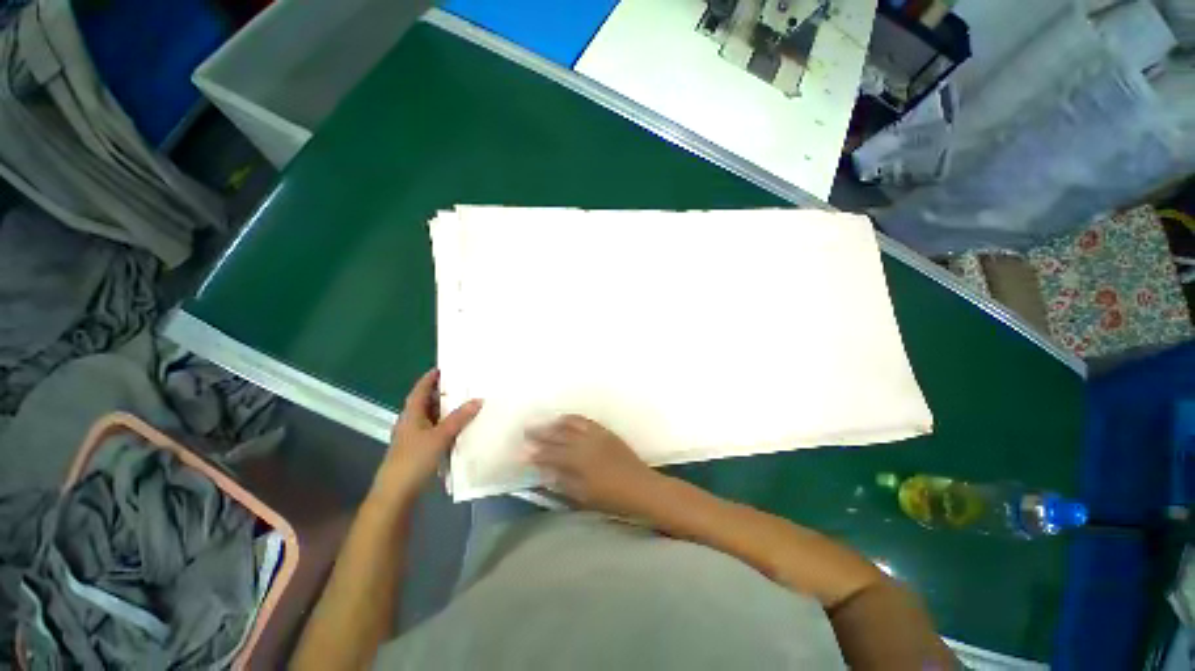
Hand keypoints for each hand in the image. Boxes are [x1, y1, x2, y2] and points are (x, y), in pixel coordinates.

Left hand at [374, 369, 481, 503]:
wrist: (396, 493)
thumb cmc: (414, 459)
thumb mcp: (439, 436)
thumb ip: (459, 418)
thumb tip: (478, 399)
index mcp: (411, 414)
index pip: (420, 390)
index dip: (430, 378)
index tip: (444, 368)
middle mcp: (410, 422)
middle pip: (425, 402)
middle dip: (441, 393)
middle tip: (462, 384)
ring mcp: (413, 437)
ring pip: (431, 417)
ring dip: (445, 410)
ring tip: (465, 403)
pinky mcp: (418, 450)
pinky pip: (434, 430)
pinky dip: (445, 425)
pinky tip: (459, 428)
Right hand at [526, 415, 663, 515]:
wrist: (641, 487)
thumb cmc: (612, 498)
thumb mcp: (584, 496)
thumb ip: (563, 481)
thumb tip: (546, 471)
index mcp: (578, 461)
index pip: (551, 454)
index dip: (535, 453)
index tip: (521, 451)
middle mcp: (585, 443)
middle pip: (558, 435)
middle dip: (541, 432)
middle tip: (526, 429)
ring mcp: (596, 435)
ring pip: (571, 424)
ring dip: (555, 423)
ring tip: (544, 422)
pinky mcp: (605, 431)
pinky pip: (586, 421)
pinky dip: (573, 419)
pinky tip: (566, 419)